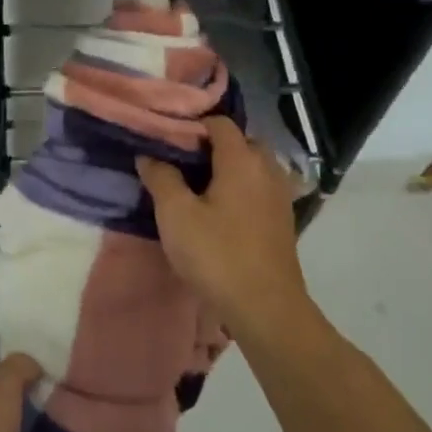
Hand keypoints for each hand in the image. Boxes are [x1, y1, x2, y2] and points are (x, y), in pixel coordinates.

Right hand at [137, 116, 310, 338]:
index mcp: (242, 159)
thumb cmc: (217, 255)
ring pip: (250, 166)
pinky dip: (238, 189)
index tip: (165, 138)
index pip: (219, 123)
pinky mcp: (282, 219)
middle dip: (209, 146)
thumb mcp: (176, 215)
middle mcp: (267, 169)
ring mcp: (279, 195)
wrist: (266, 309)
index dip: (191, 125)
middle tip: (178, 162)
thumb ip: (161, 177)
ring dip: (225, 169)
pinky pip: (257, 188)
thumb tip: (149, 155)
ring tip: (194, 186)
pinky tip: (217, 209)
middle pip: (238, 141)